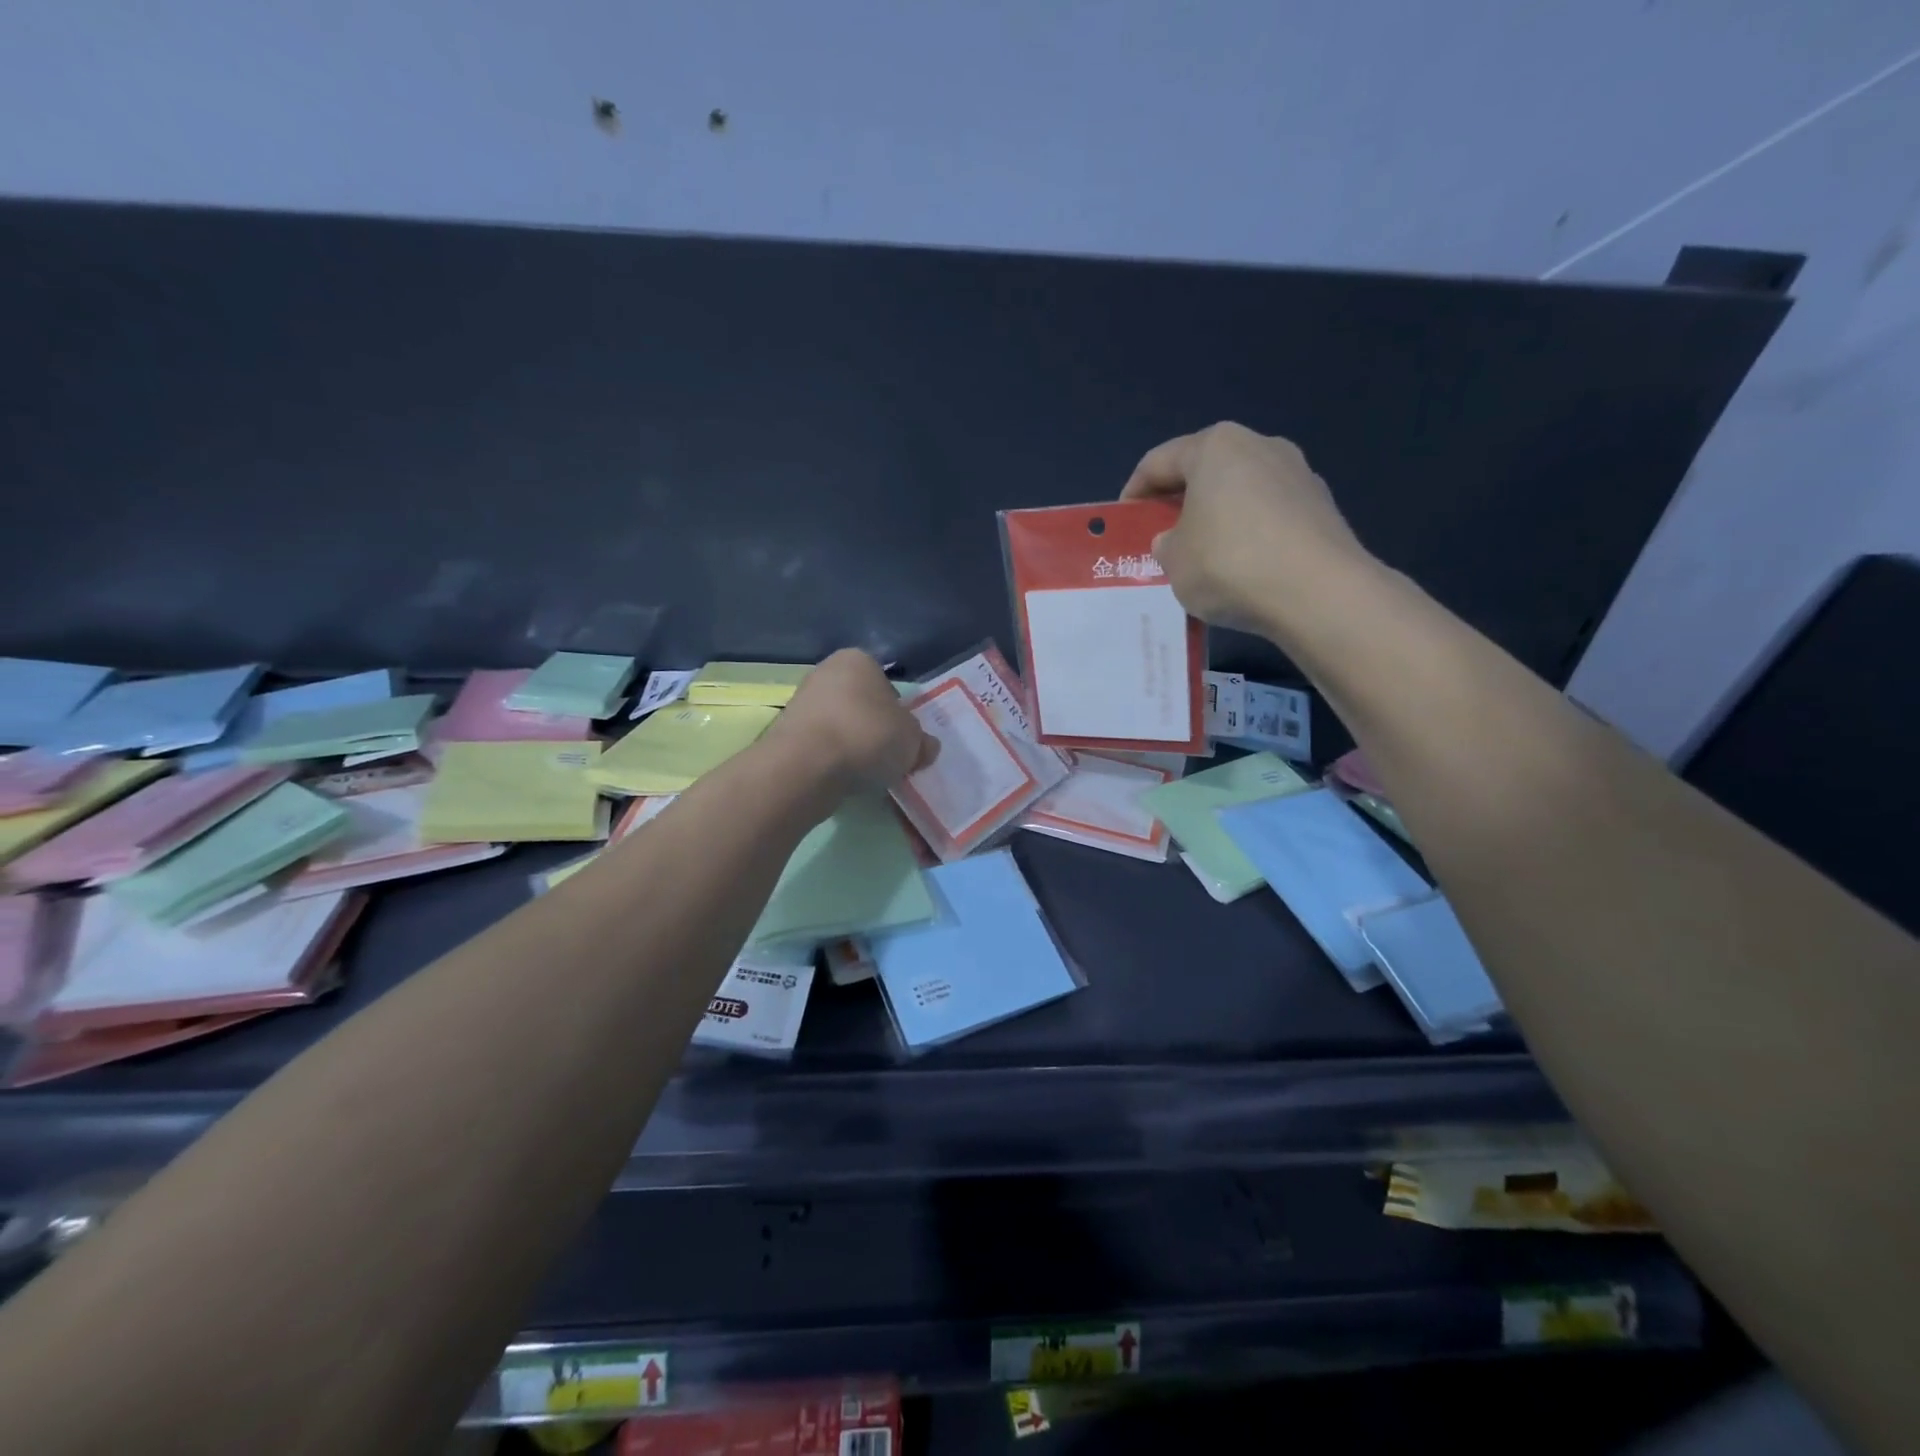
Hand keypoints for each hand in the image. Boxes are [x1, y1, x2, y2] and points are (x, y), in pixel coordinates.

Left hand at [765, 649, 938, 791]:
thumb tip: (925, 747)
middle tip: (890, 758)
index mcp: (858, 660)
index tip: (904, 739)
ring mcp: (802, 703)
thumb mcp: (913, 740)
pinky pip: (822, 747)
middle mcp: (826, 673)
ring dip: (854, 748)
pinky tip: (844, 780)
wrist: (806, 767)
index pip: (887, 685)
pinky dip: (834, 761)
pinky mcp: (786, 734)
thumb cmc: (867, 736)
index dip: (899, 714)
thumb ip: (921, 742)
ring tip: (867, 774)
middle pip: (862, 706)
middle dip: (875, 730)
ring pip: (841, 727)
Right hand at [1121, 422, 1371, 634]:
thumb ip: (1166, 543)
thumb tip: (1176, 539)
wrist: (1319, 593)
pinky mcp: (1322, 506)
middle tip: (1162, 536)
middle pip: (1205, 470)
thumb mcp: (1174, 560)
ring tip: (1204, 555)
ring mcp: (1298, 473)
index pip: (1158, 461)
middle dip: (1180, 501)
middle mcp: (1260, 446)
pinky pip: (1270, 514)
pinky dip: (1251, 533)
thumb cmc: (1230, 564)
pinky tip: (1244, 567)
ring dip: (1218, 516)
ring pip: (1241, 491)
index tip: (1125, 520)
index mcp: (1215, 447)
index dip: (1134, 492)